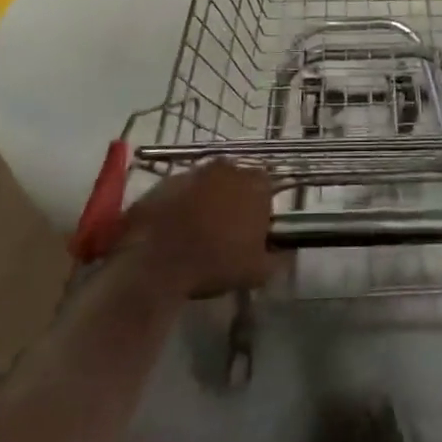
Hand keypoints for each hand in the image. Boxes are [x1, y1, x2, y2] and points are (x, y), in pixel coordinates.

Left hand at [115, 162, 276, 298]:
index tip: (253, 230)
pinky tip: (175, 229)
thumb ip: (278, 258)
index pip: (267, 187)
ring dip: (208, 200)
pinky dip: (182, 204)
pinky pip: (183, 190)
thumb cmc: (215, 262)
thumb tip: (285, 252)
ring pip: (209, 183)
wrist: (155, 261)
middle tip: (227, 230)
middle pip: (237, 181)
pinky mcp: (167, 180)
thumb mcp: (257, 272)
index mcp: (256, 185)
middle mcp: (228, 169)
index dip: (261, 207)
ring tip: (198, 230)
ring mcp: (195, 171)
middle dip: (234, 199)